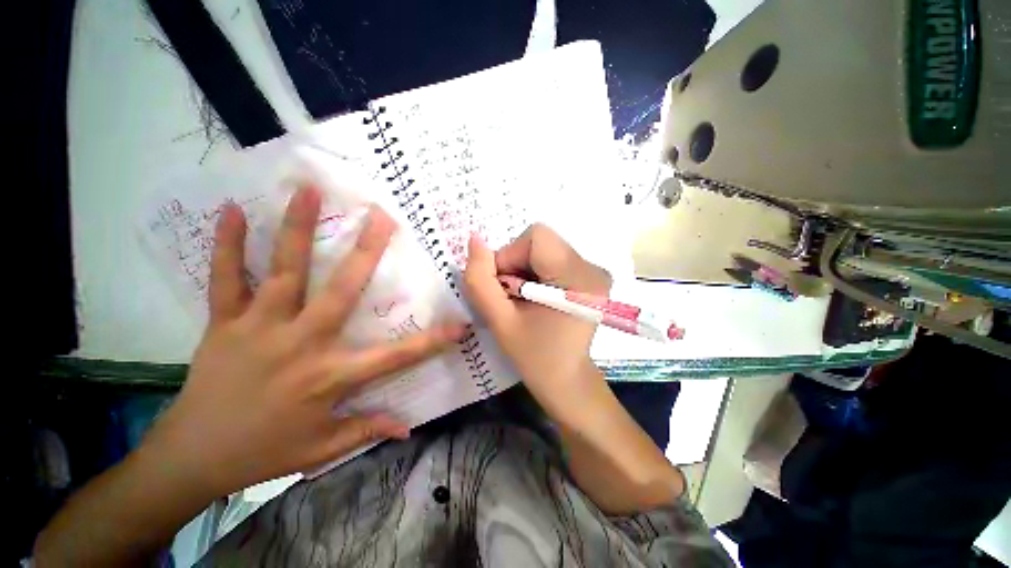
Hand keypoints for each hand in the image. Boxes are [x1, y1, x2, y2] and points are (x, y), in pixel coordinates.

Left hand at [145, 186, 466, 497]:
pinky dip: (228, 245)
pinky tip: (233, 210)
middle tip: (383, 217)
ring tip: (308, 190)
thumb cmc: (264, 452)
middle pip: (341, 291)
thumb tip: (408, 428)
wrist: (192, 458)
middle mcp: (301, 343)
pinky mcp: (224, 324)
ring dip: (298, 229)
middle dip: (366, 252)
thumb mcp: (322, 449)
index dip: (431, 342)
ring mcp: (259, 328)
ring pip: (284, 272)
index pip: (395, 357)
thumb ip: (367, 430)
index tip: (459, 325)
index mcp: (330, 376)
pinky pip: (226, 279)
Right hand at [463, 224, 611, 410]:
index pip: (536, 237)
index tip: (503, 287)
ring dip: (523, 269)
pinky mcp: (589, 275)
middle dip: (515, 264)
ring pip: (544, 248)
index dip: (510, 256)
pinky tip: (534, 297)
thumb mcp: (500, 321)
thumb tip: (474, 240)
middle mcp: (593, 268)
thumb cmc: (535, 357)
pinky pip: (552, 258)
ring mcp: (594, 271)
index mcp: (578, 278)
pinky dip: (534, 272)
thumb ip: (480, 280)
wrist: (567, 379)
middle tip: (510, 297)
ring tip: (522, 300)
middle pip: (540, 242)